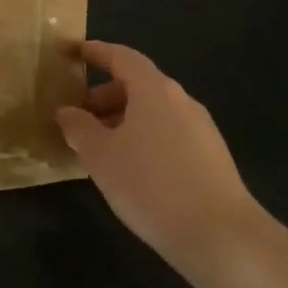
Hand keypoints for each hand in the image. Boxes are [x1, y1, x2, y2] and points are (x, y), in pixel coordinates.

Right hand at [56, 40, 259, 275]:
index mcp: (154, 90)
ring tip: (99, 148)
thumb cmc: (150, 184)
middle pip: (138, 85)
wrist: (219, 235)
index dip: (96, 52)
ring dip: (123, 120)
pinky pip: (168, 134)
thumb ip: (78, 128)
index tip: (73, 52)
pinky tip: (130, 169)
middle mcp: (181, 101)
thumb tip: (67, 112)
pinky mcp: (211, 157)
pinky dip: (143, 138)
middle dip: (105, 96)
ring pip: (153, 112)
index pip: (122, 57)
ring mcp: (201, 129)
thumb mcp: (100, 156)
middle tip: (78, 118)